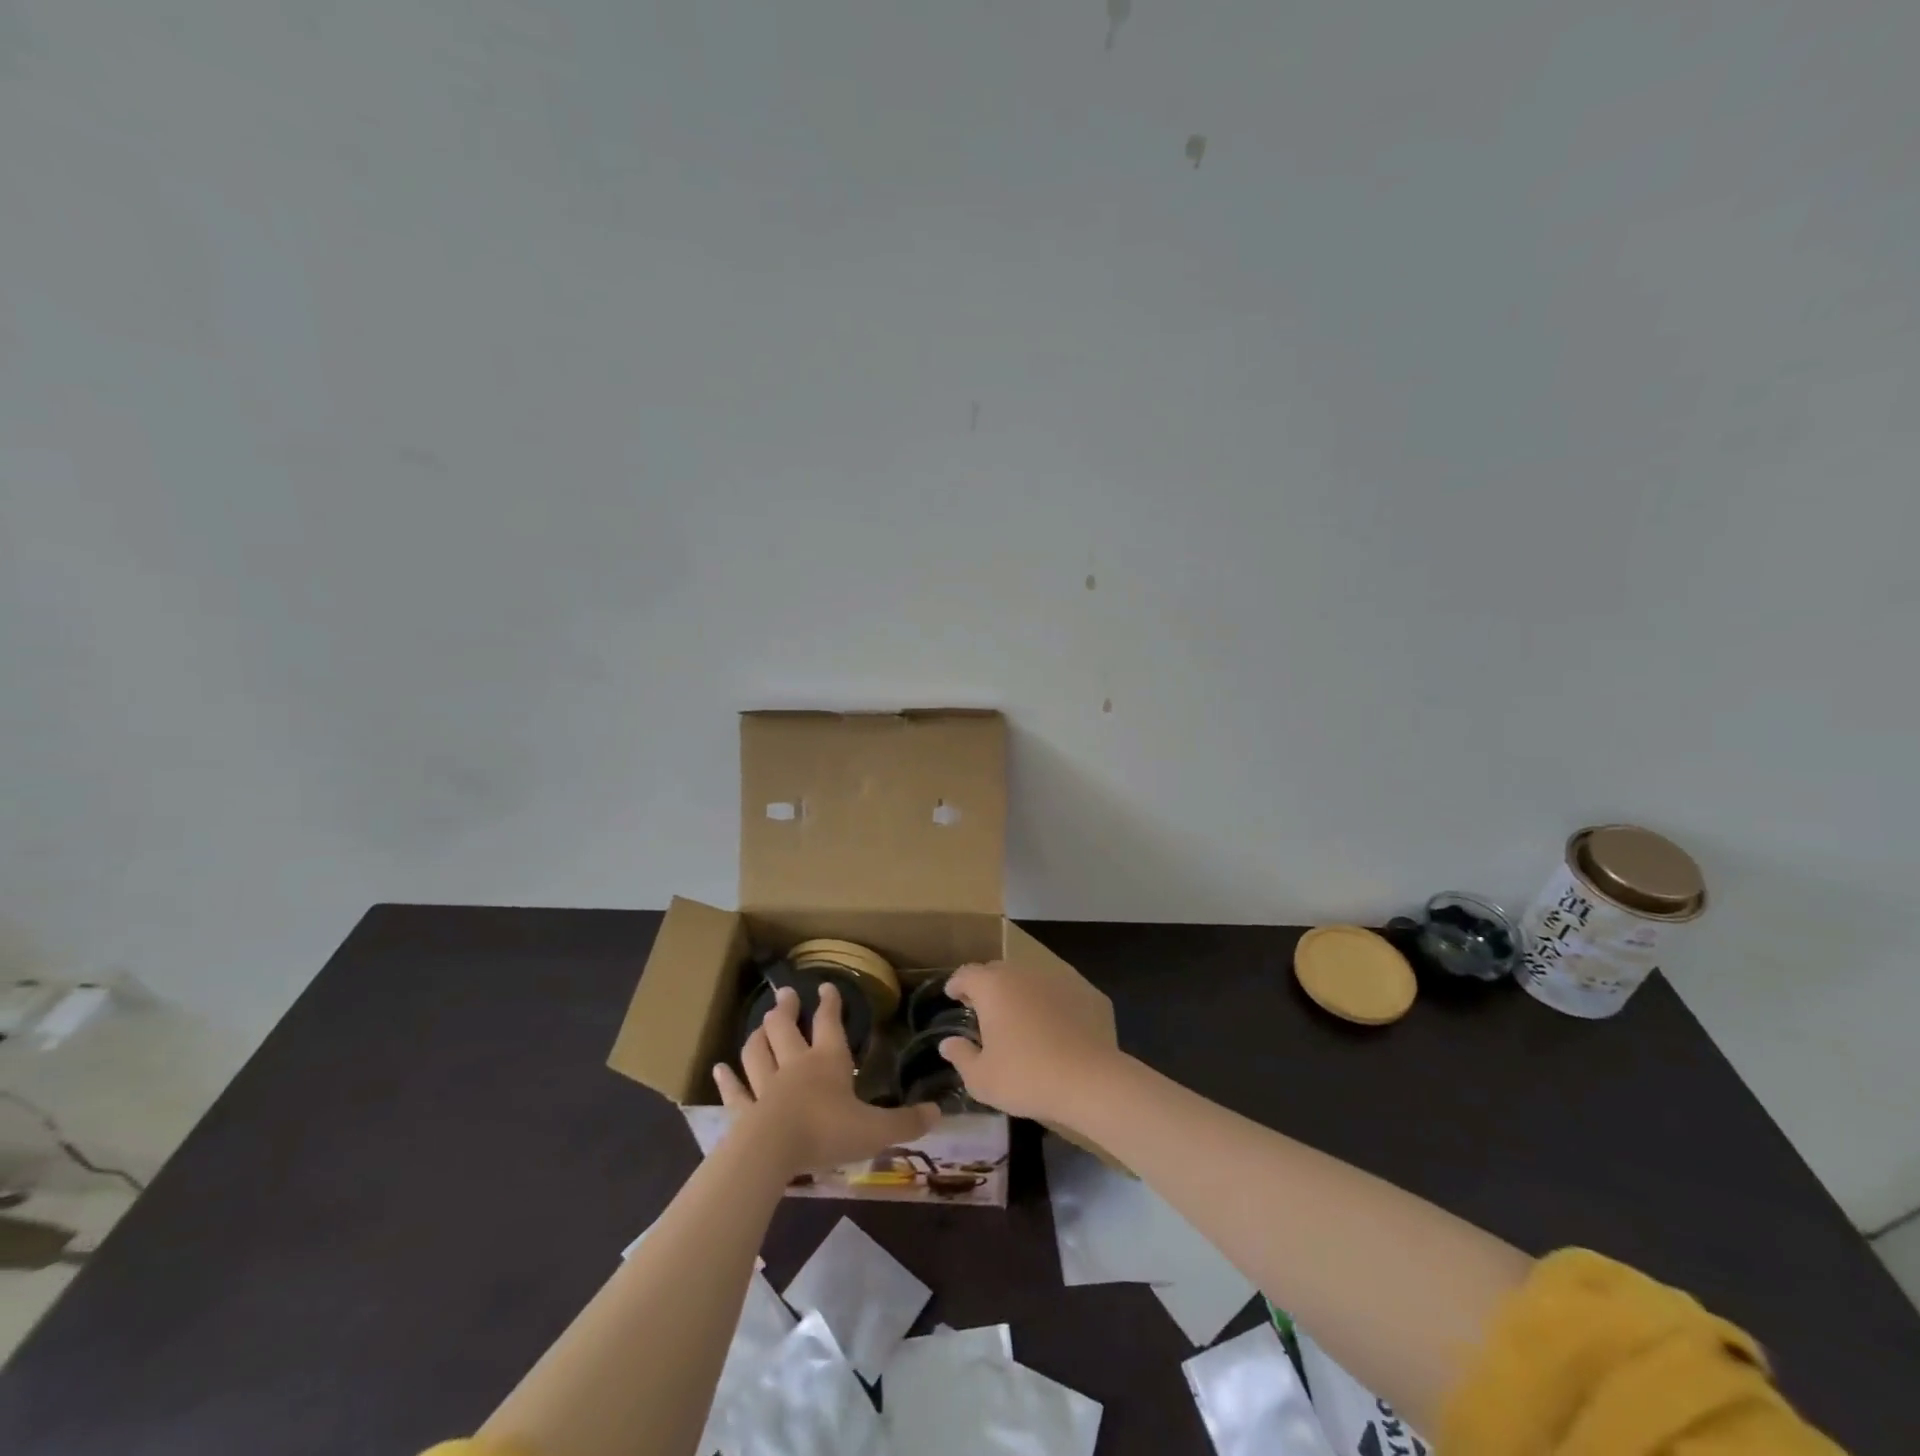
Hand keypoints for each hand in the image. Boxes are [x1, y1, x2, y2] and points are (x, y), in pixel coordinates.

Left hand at [714, 984, 938, 1173]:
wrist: (773, 1151)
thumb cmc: (827, 1132)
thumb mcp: (876, 1130)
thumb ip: (907, 1122)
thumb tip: (939, 1112)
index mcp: (828, 1062)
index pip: (829, 1024)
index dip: (830, 1004)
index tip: (826, 986)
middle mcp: (795, 1065)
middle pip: (786, 1029)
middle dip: (787, 1009)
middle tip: (785, 994)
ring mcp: (765, 1086)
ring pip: (758, 1052)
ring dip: (758, 1035)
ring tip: (759, 1022)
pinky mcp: (744, 1111)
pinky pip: (735, 1091)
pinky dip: (726, 1080)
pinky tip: (719, 1069)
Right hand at [936, 959, 1120, 1121]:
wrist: (1089, 1080)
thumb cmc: (1026, 1077)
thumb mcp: (981, 1078)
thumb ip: (961, 1056)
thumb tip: (948, 1043)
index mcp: (993, 986)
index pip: (967, 974)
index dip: (957, 984)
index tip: (952, 994)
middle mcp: (1022, 973)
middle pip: (996, 971)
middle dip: (985, 986)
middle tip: (981, 1008)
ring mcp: (1054, 979)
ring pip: (1027, 979)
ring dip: (1017, 992)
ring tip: (1015, 1017)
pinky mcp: (1082, 991)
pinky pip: (1054, 991)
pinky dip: (1045, 1001)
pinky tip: (1049, 1024)